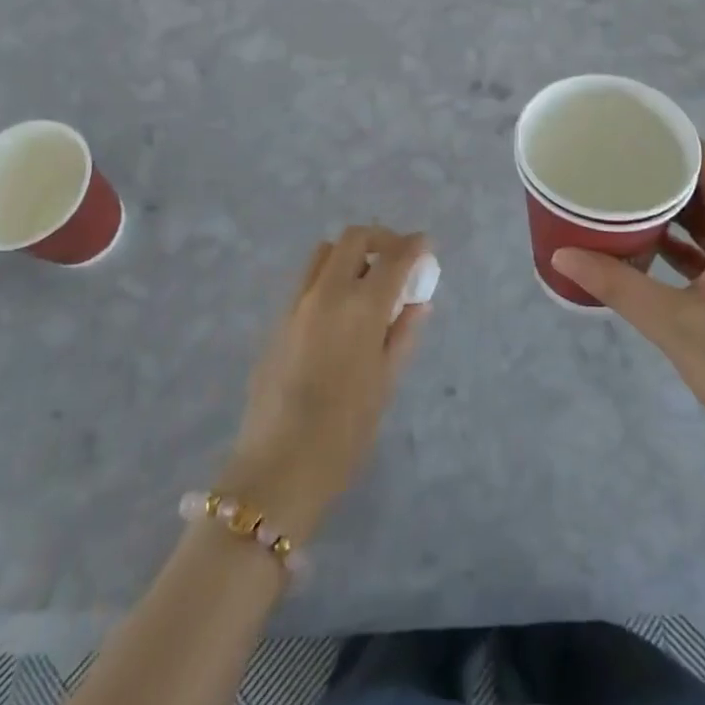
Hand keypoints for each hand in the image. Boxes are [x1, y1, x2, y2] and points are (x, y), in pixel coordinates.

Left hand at [220, 226, 431, 539]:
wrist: (278, 466)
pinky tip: (339, 310)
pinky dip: (329, 277)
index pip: (394, 257)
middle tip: (397, 259)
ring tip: (367, 281)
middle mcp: (327, 292)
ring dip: (350, 254)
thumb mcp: (385, 382)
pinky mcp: (277, 319)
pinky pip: (307, 280)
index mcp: (361, 307)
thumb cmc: (344, 431)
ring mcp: (297, 302)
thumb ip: (402, 334)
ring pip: (325, 253)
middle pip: (354, 238)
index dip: (414, 246)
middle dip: (381, 240)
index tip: (426, 245)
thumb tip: (418, 303)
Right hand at [551, 145, 704, 490]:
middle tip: (615, 163)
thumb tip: (561, 255)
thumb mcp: (673, 324)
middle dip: (663, 172)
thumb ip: (617, 285)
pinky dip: (679, 243)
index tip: (632, 129)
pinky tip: (644, 247)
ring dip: (670, 208)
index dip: (675, 139)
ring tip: (622, 196)